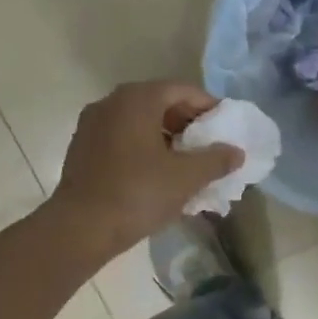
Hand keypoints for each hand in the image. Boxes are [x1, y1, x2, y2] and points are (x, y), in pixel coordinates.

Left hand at [49, 82, 242, 257]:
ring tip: (187, 161)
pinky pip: (123, 138)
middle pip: (159, 102)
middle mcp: (112, 103)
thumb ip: (216, 160)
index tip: (226, 127)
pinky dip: (145, 147)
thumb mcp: (187, 177)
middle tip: (209, 145)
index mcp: (137, 99)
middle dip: (188, 122)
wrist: (80, 228)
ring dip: (167, 136)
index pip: (183, 90)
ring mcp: (93, 125)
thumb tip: (236, 152)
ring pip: (140, 121)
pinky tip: (158, 173)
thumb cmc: (138, 193)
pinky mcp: (83, 148)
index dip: (209, 106)